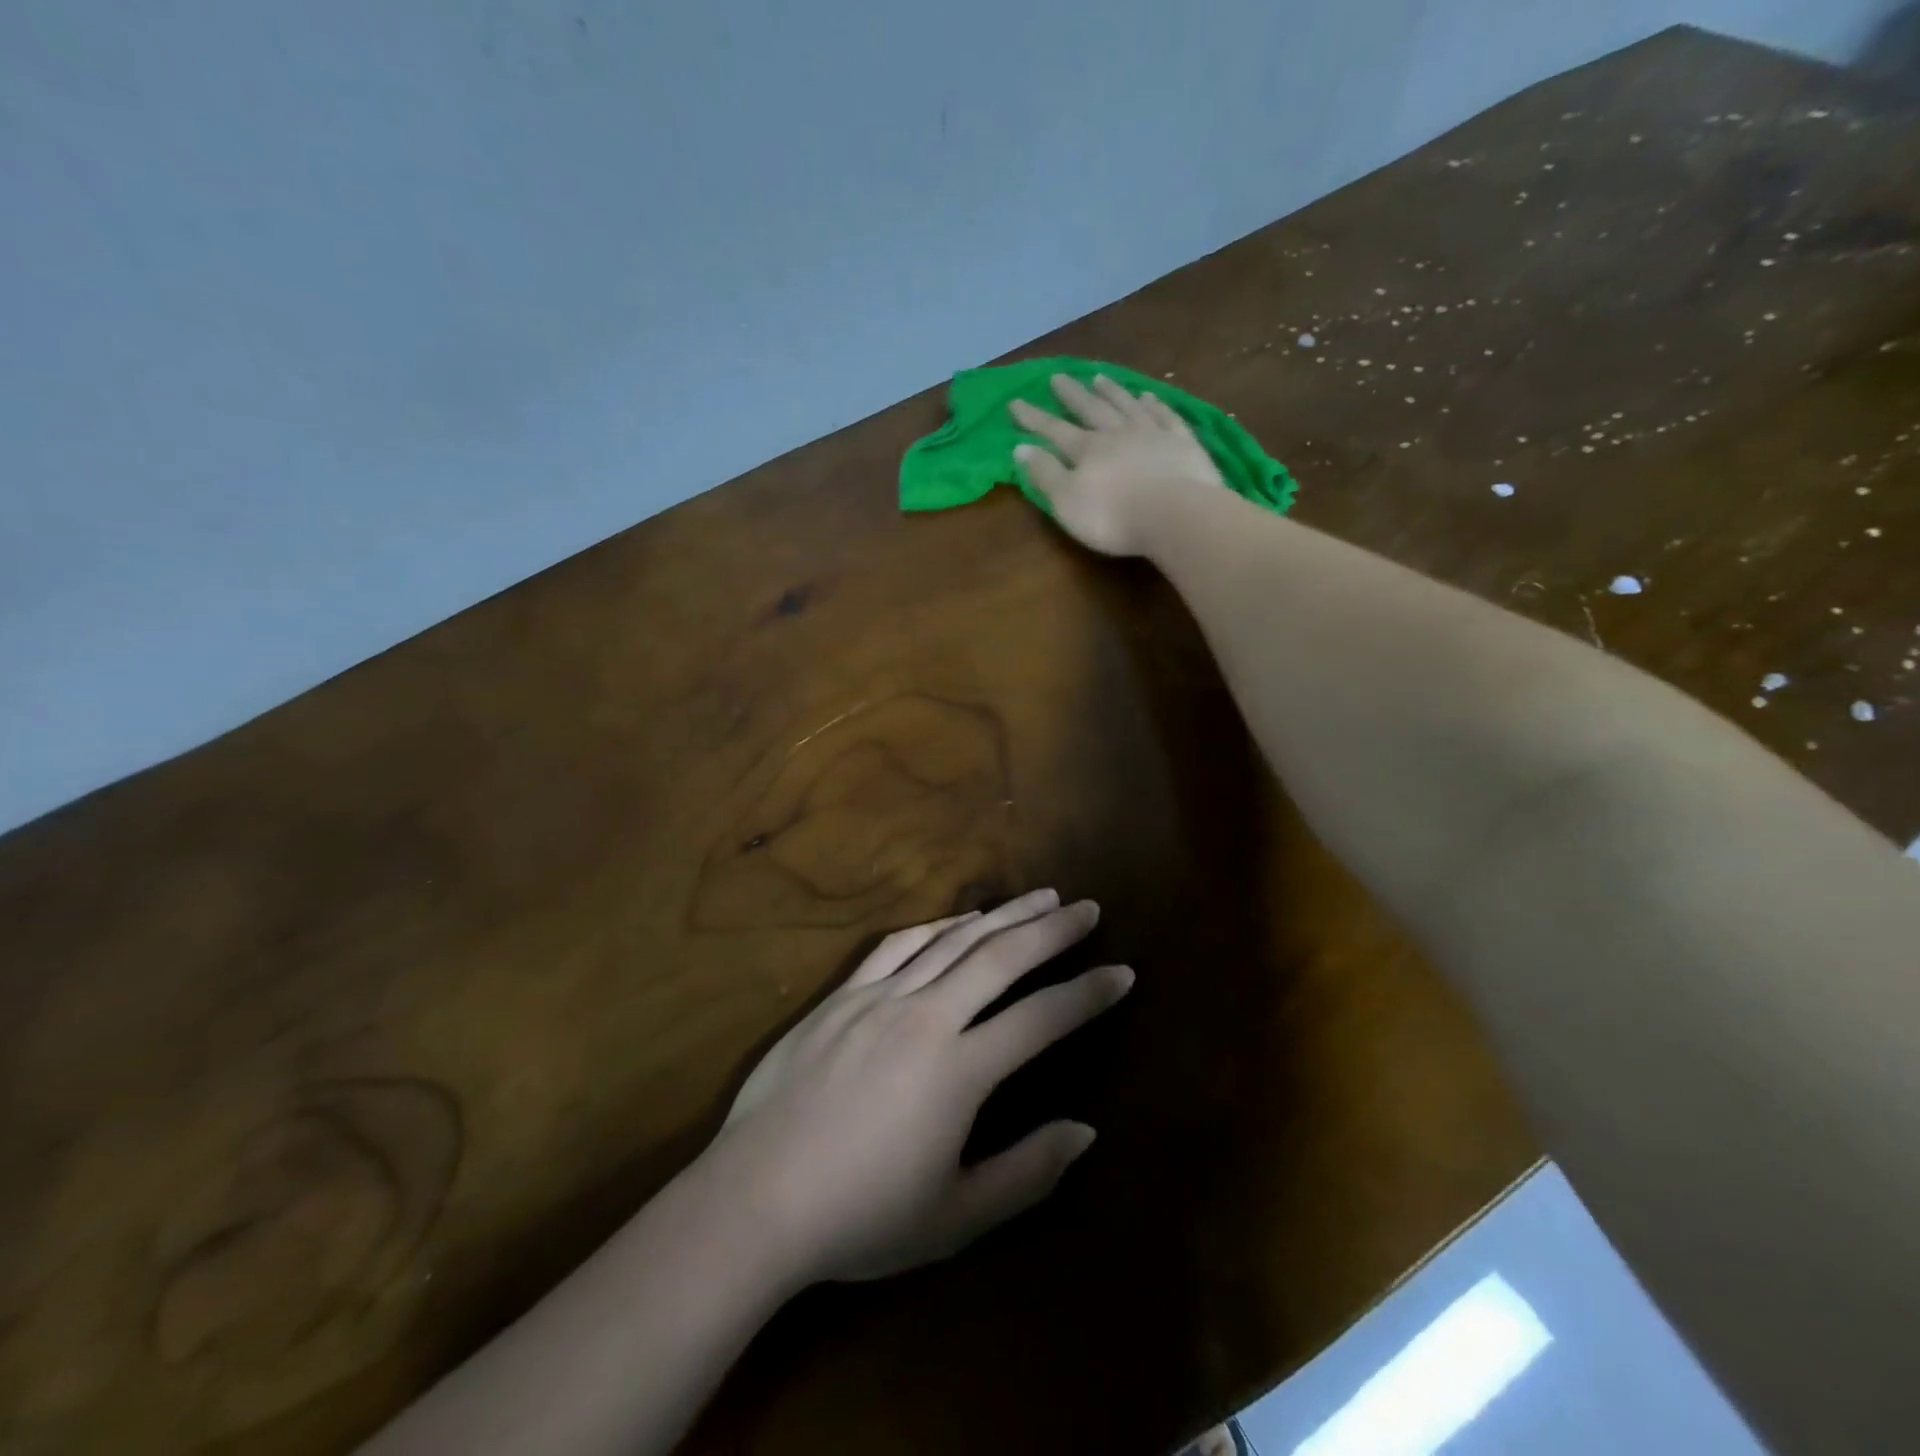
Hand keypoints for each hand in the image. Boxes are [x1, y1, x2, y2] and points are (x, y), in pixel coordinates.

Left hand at [706, 889, 1130, 1285]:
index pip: (1042, 1019)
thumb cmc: (860, 1216)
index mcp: (960, 1070)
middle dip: (1052, 930)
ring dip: (1001, 915)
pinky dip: (937, 928)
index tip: (1122, 972)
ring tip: (1038, 897)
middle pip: (1002, 958)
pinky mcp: (843, 995)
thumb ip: (1026, 1173)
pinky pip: (898, 945)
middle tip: (1088, 908)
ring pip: (954, 941)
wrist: (756, 1198)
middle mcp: (927, 1016)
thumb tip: (1085, 1131)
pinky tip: (958, 921)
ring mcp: (881, 998)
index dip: (1088, 994)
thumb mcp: (955, 1216)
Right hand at [1009, 374, 1225, 555]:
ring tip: (1099, 377)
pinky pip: (1165, 416)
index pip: (1054, 430)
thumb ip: (1045, 474)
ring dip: (1111, 392)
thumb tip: (1020, 448)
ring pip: (1127, 406)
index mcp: (1087, 450)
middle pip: (1091, 410)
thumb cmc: (1113, 516)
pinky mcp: (1182, 443)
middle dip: (1072, 395)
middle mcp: (1117, 434)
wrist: (1176, 514)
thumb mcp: (1067, 502)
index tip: (1015, 402)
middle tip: (1057, 377)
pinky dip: (1154, 405)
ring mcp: (1153, 434)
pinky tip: (1149, 397)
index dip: (1033, 418)